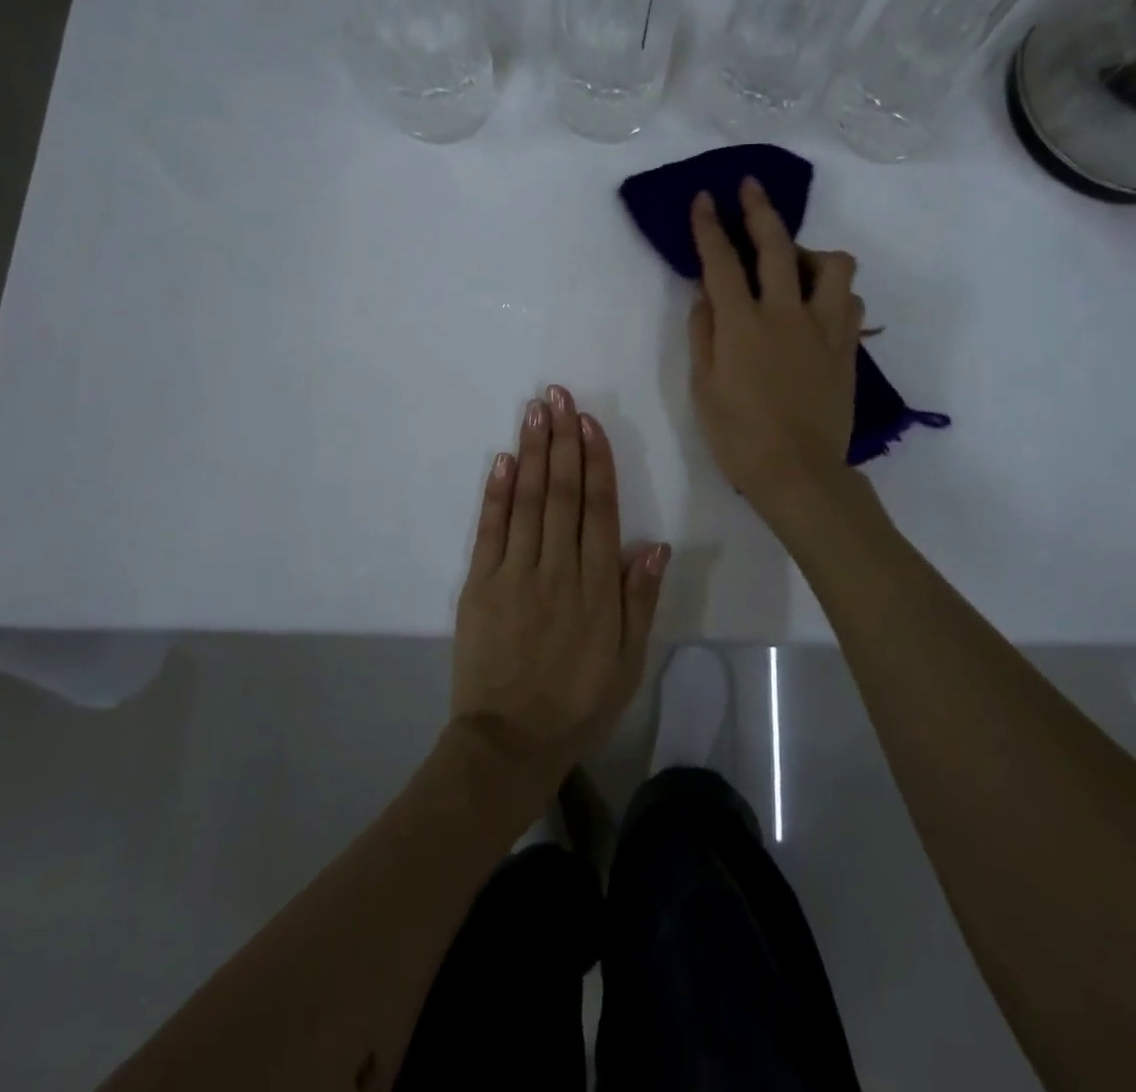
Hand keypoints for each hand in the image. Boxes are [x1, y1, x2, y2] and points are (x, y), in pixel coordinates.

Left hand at [451, 385, 668, 796]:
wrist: (511, 741)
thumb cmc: (579, 701)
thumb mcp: (628, 660)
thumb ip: (640, 600)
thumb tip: (656, 545)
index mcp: (597, 585)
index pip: (599, 509)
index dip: (596, 461)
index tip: (590, 422)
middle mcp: (558, 568)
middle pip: (562, 493)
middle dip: (562, 440)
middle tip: (559, 395)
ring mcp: (515, 574)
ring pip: (527, 501)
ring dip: (531, 453)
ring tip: (534, 411)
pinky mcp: (480, 585)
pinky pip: (490, 531)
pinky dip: (495, 493)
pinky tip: (501, 460)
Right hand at [689, 178, 863, 520]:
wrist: (798, 473)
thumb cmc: (739, 436)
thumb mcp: (703, 387)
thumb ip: (703, 334)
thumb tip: (705, 297)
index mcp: (742, 325)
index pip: (722, 261)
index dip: (710, 226)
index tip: (705, 199)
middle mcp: (786, 314)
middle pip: (777, 245)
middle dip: (760, 210)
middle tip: (751, 188)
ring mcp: (823, 329)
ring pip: (833, 266)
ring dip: (812, 253)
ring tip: (796, 265)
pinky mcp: (847, 348)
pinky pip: (849, 303)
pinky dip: (834, 294)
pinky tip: (819, 306)